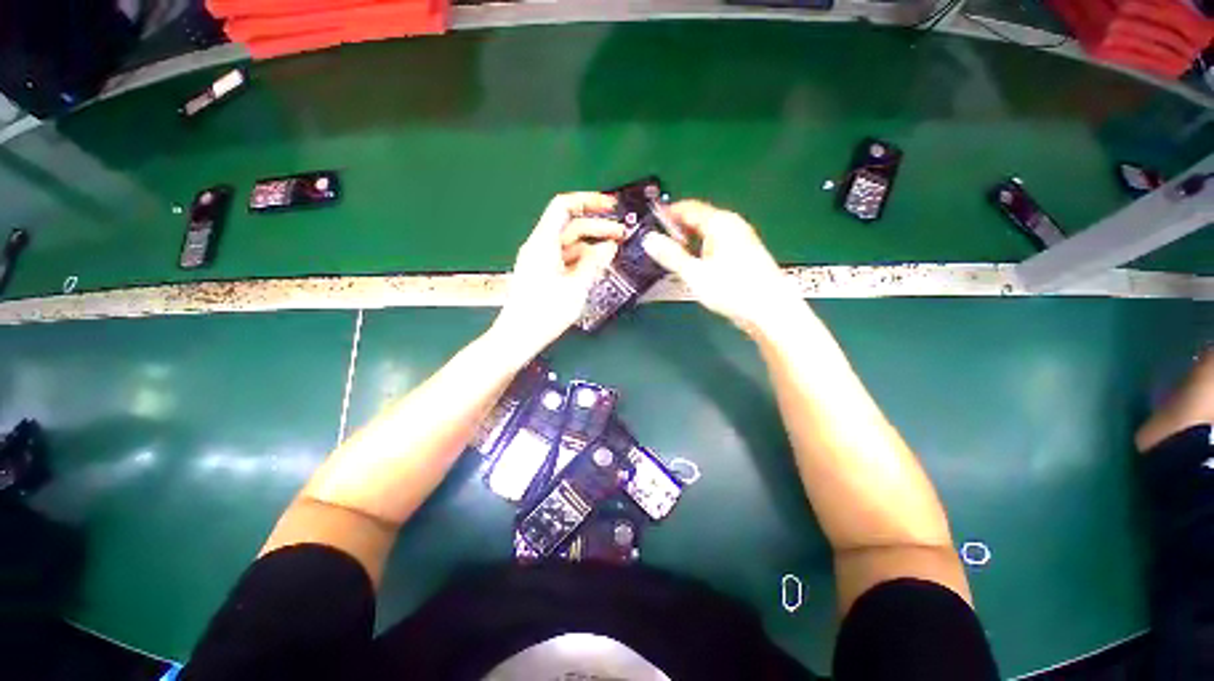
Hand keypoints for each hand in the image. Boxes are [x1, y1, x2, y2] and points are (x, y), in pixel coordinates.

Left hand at [490, 192, 623, 354]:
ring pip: (570, 244)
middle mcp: (540, 247)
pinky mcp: (543, 275)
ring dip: (592, 245)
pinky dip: (583, 259)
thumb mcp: (575, 287)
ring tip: (615, 252)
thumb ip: (594, 263)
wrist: (517, 337)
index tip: (611, 206)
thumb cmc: (544, 313)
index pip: (564, 206)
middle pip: (571, 226)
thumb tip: (610, 246)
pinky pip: (566, 259)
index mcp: (543, 243)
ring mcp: (541, 261)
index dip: (588, 201)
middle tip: (623, 235)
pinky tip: (598, 267)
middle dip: (598, 227)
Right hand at [642, 200, 802, 336]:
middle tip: (660, 243)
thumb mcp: (695, 274)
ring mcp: (741, 238)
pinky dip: (702, 249)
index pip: (688, 207)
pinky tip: (697, 265)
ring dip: (690, 241)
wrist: (770, 311)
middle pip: (699, 218)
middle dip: (678, 228)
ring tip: (674, 255)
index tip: (651, 222)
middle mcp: (732, 225)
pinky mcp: (745, 253)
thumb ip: (670, 255)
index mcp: (720, 223)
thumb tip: (649, 240)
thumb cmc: (733, 290)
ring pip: (708, 232)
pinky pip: (717, 243)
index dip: (668, 213)